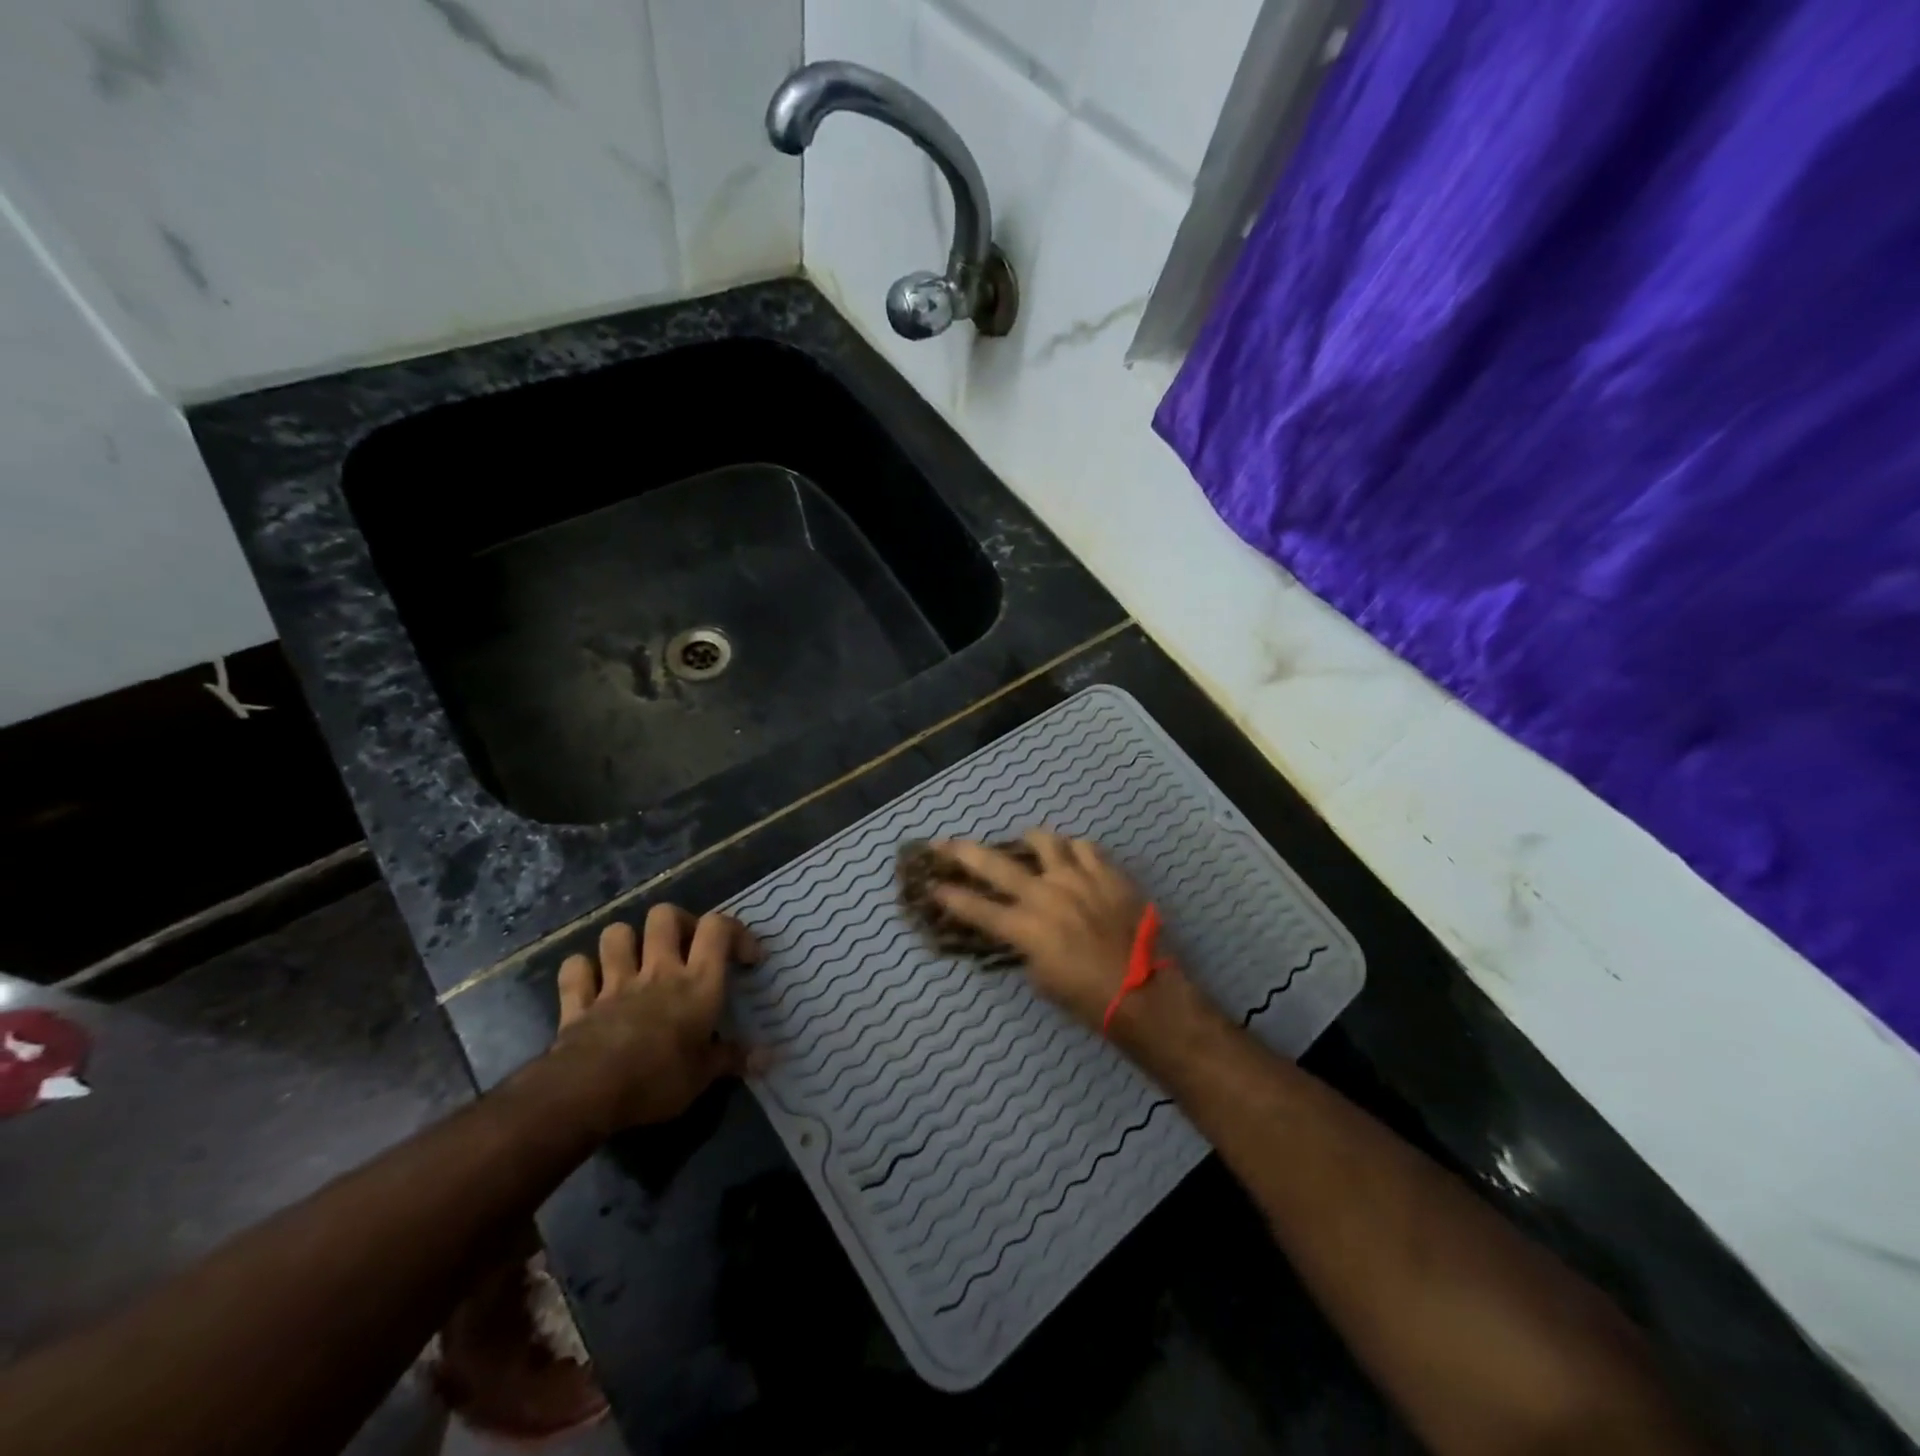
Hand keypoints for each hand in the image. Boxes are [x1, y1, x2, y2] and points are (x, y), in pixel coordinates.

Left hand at [547, 904, 762, 1132]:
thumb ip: (733, 1059)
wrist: (588, 1092)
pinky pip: (575, 970)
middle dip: (676, 923)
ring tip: (636, 960)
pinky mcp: (579, 1002)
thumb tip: (769, 1057)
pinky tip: (591, 983)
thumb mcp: (703, 1076)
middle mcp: (658, 971)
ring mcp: (615, 982)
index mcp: (696, 982)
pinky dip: (582, 972)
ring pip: (617, 934)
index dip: (735, 932)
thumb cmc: (658, 1079)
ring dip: (626, 942)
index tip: (745, 958)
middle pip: (665, 916)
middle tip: (685, 948)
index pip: (718, 928)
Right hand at [929, 832, 1156, 1031]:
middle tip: (945, 843)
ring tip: (1028, 844)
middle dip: (963, 853)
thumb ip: (1025, 947)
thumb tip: (1020, 931)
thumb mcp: (1042, 980)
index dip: (950, 896)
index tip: (932, 886)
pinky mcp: (1107, 873)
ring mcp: (1078, 878)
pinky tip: (1073, 858)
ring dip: (1030, 842)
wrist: (1145, 993)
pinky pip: (1085, 847)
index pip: (976, 908)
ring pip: (1045, 841)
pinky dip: (1074, 850)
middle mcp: (1045, 895)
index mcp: (1025, 928)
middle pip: (996, 864)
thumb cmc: (1088, 999)